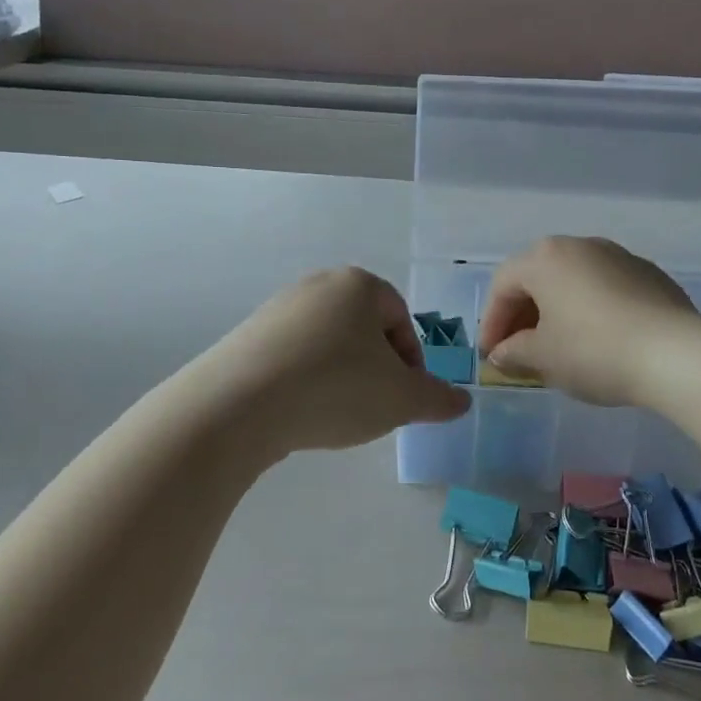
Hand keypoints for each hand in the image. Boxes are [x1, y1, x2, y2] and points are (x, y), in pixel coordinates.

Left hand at [202, 267, 471, 458]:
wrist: (238, 405)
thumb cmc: (335, 388)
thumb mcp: (401, 399)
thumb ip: (438, 399)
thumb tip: (462, 402)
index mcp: (359, 285)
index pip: (400, 318)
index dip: (411, 361)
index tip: (405, 398)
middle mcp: (318, 285)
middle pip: (363, 329)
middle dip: (376, 369)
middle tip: (375, 408)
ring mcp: (278, 308)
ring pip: (328, 344)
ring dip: (341, 376)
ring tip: (335, 415)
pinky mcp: (248, 337)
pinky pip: (293, 357)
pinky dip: (305, 381)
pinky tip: (300, 412)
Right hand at [478, 237, 700, 406]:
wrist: (676, 355)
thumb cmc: (594, 351)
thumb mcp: (544, 358)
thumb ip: (514, 352)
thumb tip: (502, 353)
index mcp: (546, 258)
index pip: (503, 286)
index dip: (491, 322)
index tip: (490, 356)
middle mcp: (580, 245)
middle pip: (538, 277)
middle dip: (522, 315)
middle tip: (518, 351)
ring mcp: (618, 256)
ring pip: (573, 281)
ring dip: (556, 311)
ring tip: (556, 347)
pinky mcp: (649, 275)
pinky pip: (605, 289)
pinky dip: (589, 310)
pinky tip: (597, 341)